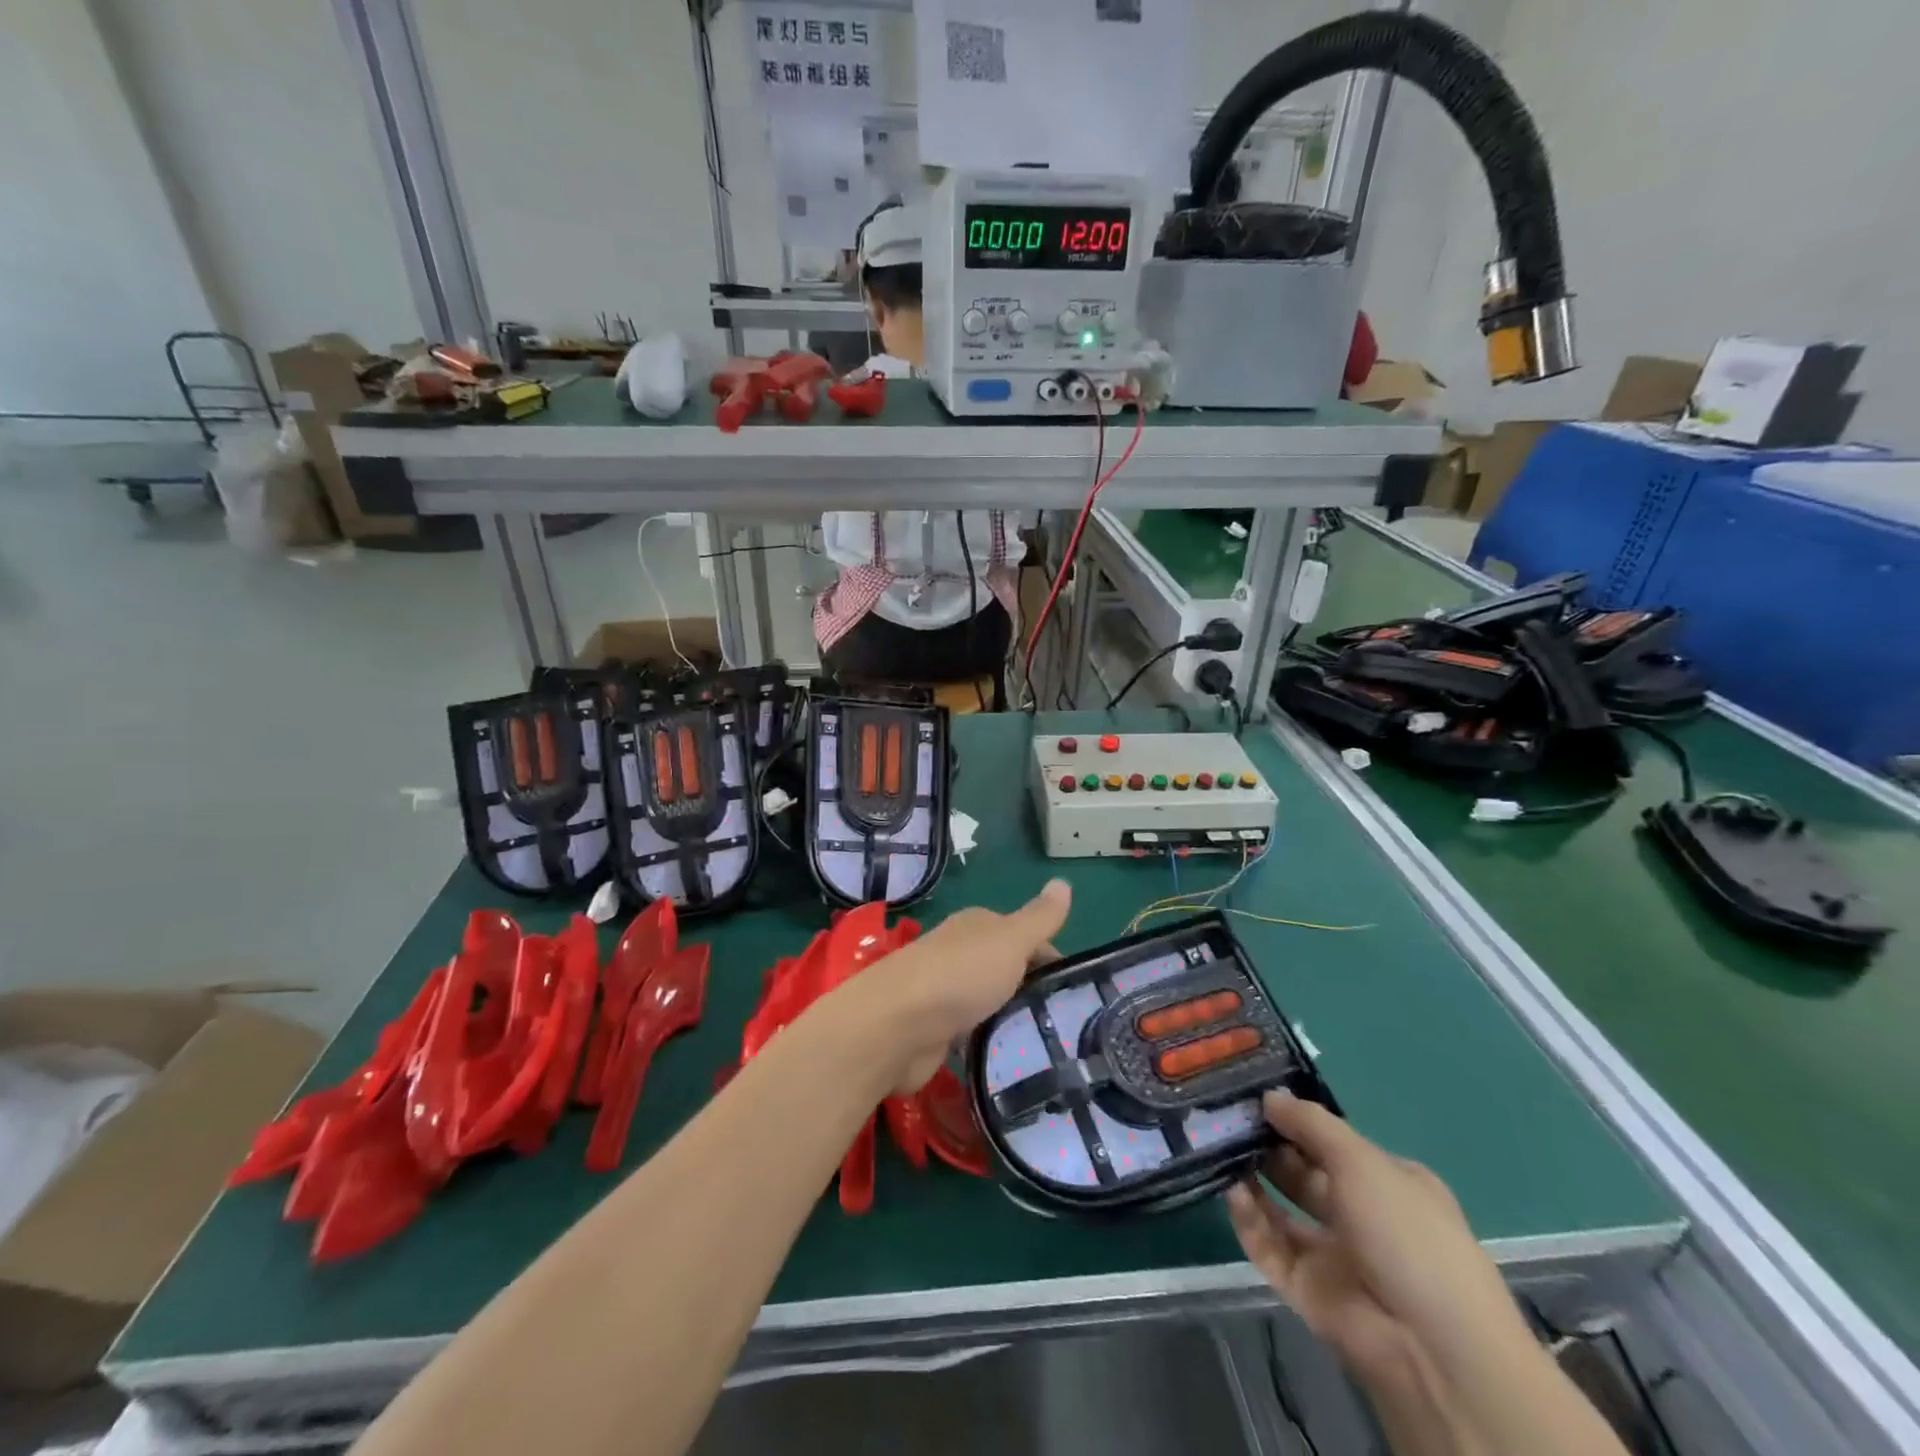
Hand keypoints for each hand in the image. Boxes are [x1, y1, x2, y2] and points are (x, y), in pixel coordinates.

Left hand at [841, 879, 1070, 1094]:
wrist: (896, 1025)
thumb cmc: (959, 975)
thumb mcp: (1010, 940)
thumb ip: (1039, 918)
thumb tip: (1064, 882)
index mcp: (977, 926)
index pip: (1023, 936)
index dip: (1051, 958)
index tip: (1076, 990)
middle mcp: (959, 953)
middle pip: (1006, 969)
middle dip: (1033, 991)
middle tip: (1068, 1023)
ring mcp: (944, 992)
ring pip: (989, 1002)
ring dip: (1011, 1018)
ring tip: (1048, 1048)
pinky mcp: (935, 1031)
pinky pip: (972, 1033)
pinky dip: (989, 1042)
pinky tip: (1010, 1060)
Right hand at [1226, 1091, 1529, 1383]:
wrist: (1432, 1349)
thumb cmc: (1407, 1234)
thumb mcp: (1361, 1161)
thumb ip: (1311, 1124)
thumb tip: (1269, 1096)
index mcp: (1386, 1183)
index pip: (1332, 1142)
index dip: (1295, 1119)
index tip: (1254, 1097)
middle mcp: (1359, 1215)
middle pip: (1302, 1173)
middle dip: (1267, 1147)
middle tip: (1228, 1121)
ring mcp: (1332, 1255)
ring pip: (1280, 1210)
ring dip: (1252, 1181)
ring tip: (1221, 1152)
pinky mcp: (1306, 1289)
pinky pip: (1269, 1247)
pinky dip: (1250, 1221)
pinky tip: (1234, 1194)